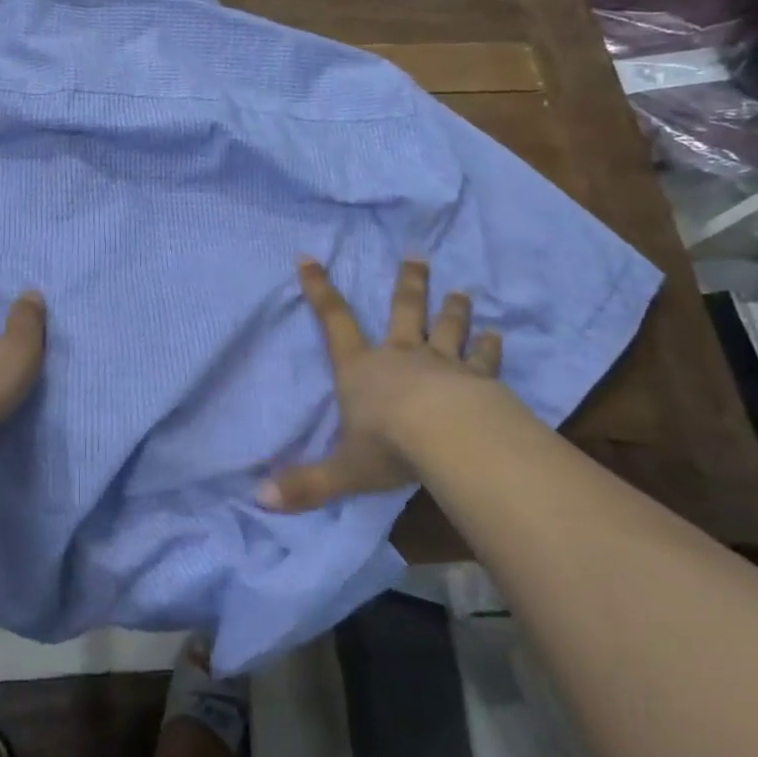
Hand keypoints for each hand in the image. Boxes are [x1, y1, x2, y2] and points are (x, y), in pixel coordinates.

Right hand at [258, 259, 506, 513]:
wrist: (450, 440)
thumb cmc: (389, 448)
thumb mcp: (342, 471)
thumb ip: (305, 485)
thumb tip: (259, 500)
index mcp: (361, 370)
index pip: (334, 321)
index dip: (319, 289)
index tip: (310, 258)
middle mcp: (400, 356)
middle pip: (404, 310)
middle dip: (409, 284)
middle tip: (418, 257)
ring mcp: (443, 364)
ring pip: (447, 327)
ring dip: (453, 308)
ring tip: (462, 292)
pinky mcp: (478, 380)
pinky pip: (484, 358)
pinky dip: (490, 346)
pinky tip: (498, 336)